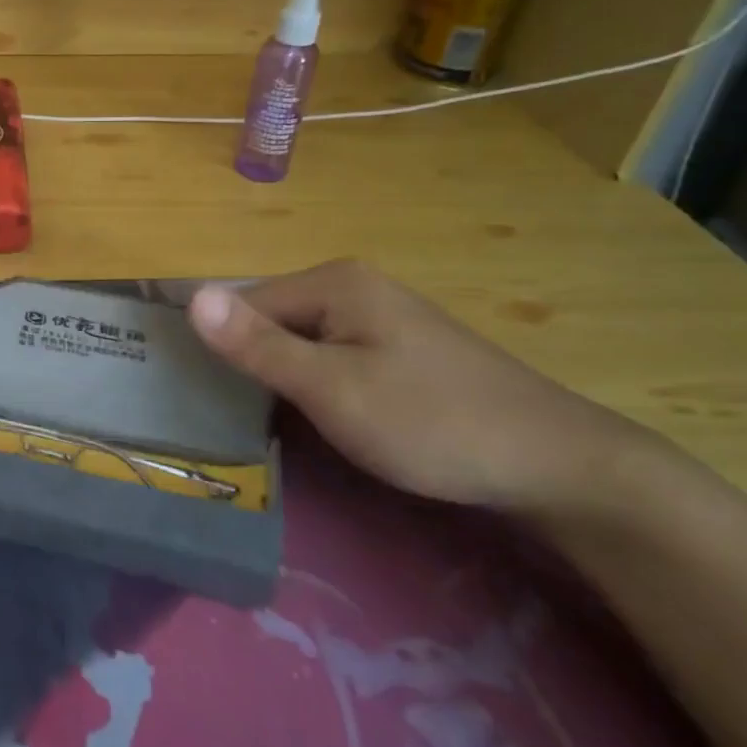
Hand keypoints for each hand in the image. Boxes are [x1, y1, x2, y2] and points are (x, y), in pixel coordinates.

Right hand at [187, 260, 664, 518]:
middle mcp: (354, 287)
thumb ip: (259, 345)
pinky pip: (332, 356)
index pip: (245, 304)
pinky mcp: (399, 349)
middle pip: (272, 319)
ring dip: (280, 376)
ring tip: (264, 422)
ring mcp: (381, 317)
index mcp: (334, 282)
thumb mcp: (332, 388)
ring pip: (301, 341)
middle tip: (231, 417)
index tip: (201, 397)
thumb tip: (191, 296)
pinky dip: (314, 384)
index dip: (220, 346)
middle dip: (250, 362)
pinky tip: (317, 417)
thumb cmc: (431, 422)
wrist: (555, 464)